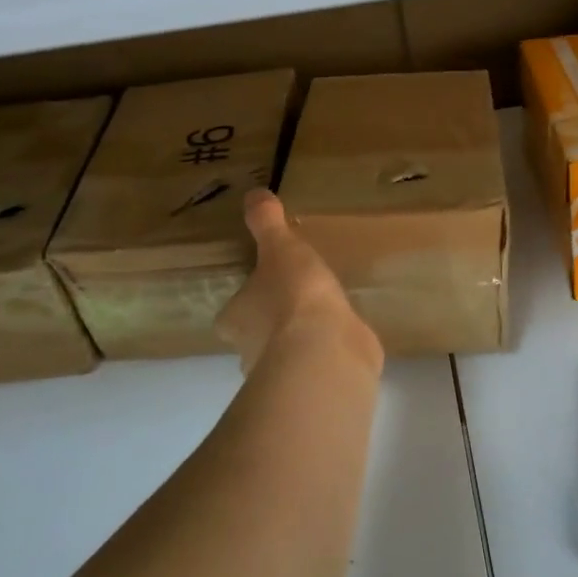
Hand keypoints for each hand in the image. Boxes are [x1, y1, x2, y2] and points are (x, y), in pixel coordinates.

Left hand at [215, 190, 382, 379]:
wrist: (325, 350)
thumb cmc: (293, 296)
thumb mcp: (281, 248)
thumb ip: (267, 223)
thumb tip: (252, 193)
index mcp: (235, 319)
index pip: (233, 312)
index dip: (247, 299)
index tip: (266, 285)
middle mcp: (249, 352)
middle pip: (255, 336)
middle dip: (273, 323)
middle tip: (298, 299)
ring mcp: (282, 374)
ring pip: (286, 354)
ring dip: (300, 340)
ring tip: (326, 316)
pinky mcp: (315, 384)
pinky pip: (318, 364)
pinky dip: (327, 352)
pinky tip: (344, 336)